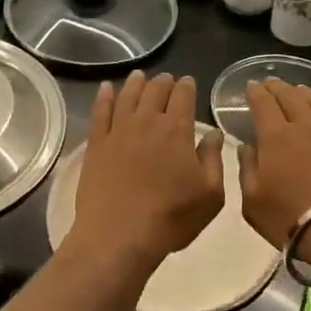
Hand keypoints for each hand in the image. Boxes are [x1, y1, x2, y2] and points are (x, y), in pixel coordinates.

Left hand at [70, 72, 225, 268]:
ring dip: (136, 83)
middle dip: (164, 82)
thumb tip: (213, 133)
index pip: (183, 96)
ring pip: (128, 96)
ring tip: (140, 75)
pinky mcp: (96, 144)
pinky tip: (105, 88)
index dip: (187, 86)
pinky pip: (100, 112)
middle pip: (155, 91)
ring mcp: (118, 131)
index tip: (188, 82)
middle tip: (167, 79)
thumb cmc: (171, 217)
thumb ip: (213, 159)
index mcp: (176, 130)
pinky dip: (104, 97)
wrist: (119, 235)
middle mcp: (147, 121)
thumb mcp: (209, 194)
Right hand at [240, 81, 310, 265]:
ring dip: (308, 93)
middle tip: (271, 82)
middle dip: (278, 87)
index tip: (250, 86)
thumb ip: (247, 169)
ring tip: (301, 89)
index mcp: (275, 137)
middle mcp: (306, 127)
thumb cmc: (290, 218)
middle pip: (291, 98)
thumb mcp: (253, 201)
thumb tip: (246, 147)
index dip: (255, 92)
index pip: (263, 104)